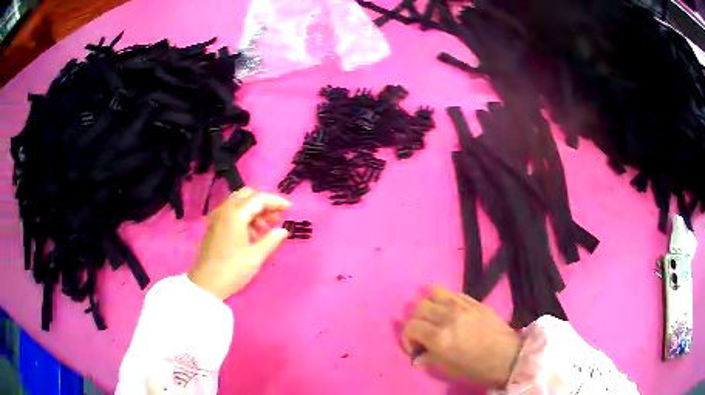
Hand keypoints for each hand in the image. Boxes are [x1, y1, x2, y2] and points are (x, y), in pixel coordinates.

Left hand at [188, 187, 291, 299]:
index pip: (259, 198)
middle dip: (264, 203)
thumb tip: (283, 230)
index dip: (276, 201)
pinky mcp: (214, 226)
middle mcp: (225, 210)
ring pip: (239, 204)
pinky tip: (252, 235)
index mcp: (236, 214)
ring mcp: (217, 217)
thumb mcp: (256, 256)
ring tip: (266, 230)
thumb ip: (271, 240)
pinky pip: (232, 213)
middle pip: (247, 195)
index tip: (290, 209)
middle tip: (276, 218)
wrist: (206, 284)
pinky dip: (244, 218)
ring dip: (254, 211)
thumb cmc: (233, 270)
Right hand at [402, 287, 521, 387]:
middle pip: (419, 306)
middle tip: (423, 333)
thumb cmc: (476, 369)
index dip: (407, 338)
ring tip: (434, 317)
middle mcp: (448, 317)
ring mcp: (463, 306)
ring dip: (428, 304)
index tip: (415, 348)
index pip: (410, 326)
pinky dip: (445, 300)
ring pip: (433, 292)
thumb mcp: (448, 368)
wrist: (508, 358)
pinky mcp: (475, 301)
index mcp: (440, 337)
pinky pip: (452, 292)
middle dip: (415, 320)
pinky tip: (450, 312)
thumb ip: (429, 357)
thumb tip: (416, 356)